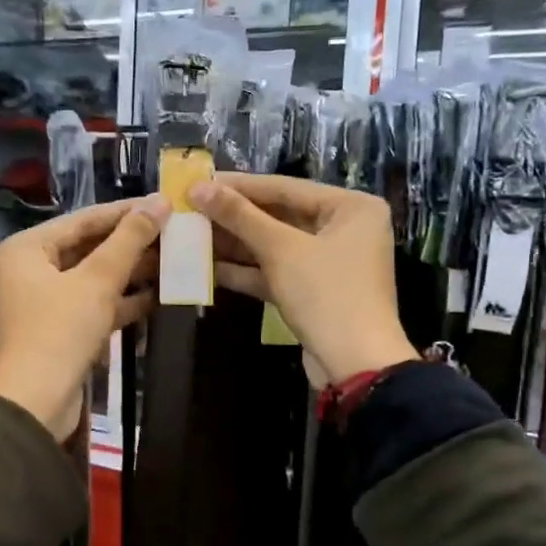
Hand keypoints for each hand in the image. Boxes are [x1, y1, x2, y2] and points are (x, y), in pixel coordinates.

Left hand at [0, 196, 170, 440]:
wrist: (36, 404)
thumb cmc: (59, 332)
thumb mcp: (97, 281)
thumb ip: (129, 240)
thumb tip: (159, 202)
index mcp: (25, 249)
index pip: (83, 219)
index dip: (125, 211)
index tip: (164, 203)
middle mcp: (28, 270)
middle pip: (87, 247)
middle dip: (131, 243)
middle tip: (173, 232)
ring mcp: (42, 303)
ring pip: (93, 278)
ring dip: (131, 272)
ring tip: (173, 260)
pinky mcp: (58, 330)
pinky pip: (92, 305)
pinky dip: (121, 301)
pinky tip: (158, 295)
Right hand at [189, 174, 416, 385]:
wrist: (355, 365)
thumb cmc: (327, 294)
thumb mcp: (281, 250)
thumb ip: (240, 216)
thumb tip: (198, 187)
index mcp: (351, 207)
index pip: (286, 187)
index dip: (239, 185)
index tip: (199, 181)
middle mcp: (344, 229)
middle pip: (280, 216)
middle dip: (234, 217)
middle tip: (190, 209)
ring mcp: (328, 263)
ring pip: (275, 246)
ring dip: (234, 244)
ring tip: (190, 236)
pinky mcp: (314, 292)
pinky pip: (276, 272)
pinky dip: (246, 271)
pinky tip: (207, 267)